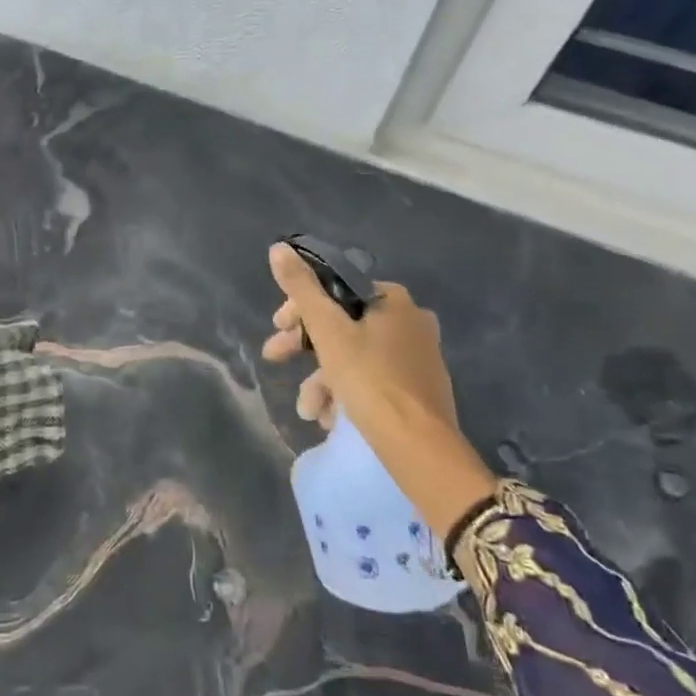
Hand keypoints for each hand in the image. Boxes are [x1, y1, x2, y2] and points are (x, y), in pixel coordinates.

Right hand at [262, 243, 495, 539]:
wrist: (420, 448)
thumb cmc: (370, 380)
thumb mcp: (328, 330)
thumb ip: (301, 289)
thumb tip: (279, 248)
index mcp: (393, 300)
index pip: (335, 289)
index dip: (300, 307)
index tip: (278, 328)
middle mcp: (410, 322)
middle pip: (342, 323)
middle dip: (305, 346)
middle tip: (275, 358)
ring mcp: (417, 357)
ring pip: (353, 356)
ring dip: (321, 379)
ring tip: (307, 409)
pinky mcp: (417, 390)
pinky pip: (371, 380)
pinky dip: (345, 393)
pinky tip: (328, 418)